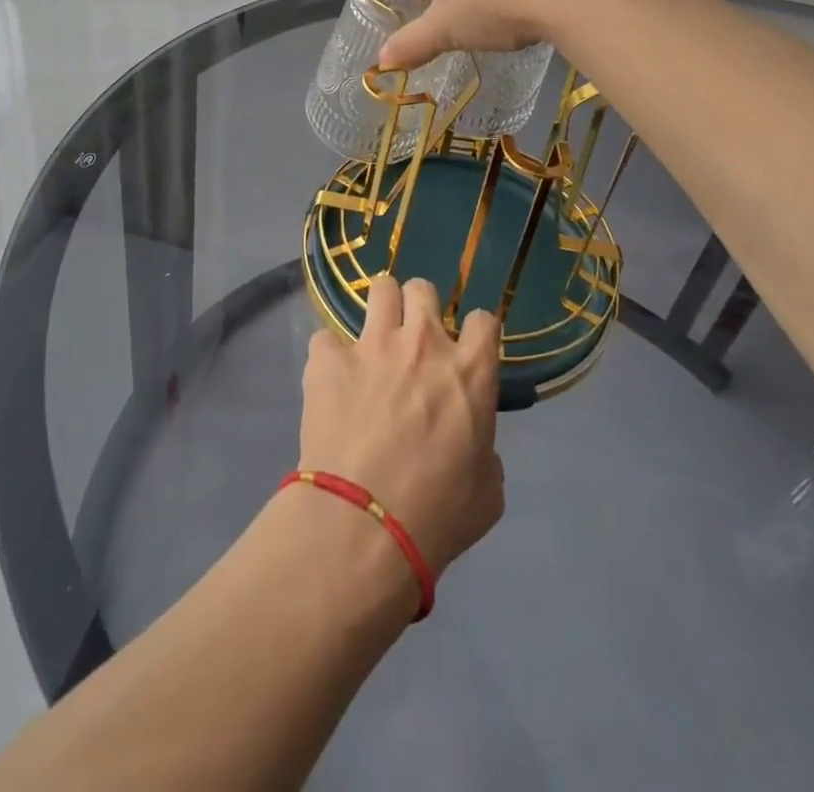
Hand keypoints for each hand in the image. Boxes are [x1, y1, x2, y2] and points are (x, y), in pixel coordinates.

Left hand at [299, 277, 504, 578]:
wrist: (363, 523)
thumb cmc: (437, 515)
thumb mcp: (487, 492)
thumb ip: (484, 453)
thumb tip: (473, 448)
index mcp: (470, 371)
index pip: (482, 319)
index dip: (474, 333)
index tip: (465, 351)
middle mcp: (423, 343)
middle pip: (423, 289)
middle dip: (419, 308)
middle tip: (412, 340)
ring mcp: (372, 344)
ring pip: (380, 289)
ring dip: (380, 310)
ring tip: (373, 339)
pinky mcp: (328, 358)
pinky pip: (326, 338)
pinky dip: (330, 356)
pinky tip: (330, 380)